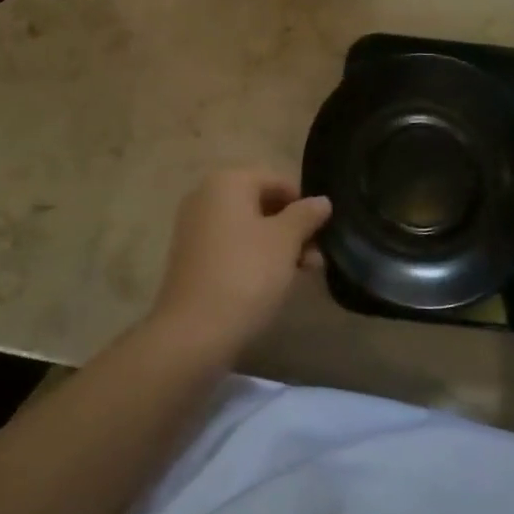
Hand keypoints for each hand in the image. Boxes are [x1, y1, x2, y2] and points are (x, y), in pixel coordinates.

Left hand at [148, 169, 330, 362]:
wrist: (193, 332)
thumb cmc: (246, 274)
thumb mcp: (285, 241)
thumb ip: (306, 215)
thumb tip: (322, 201)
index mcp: (227, 181)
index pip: (277, 181)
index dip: (304, 205)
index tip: (323, 233)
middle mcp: (205, 195)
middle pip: (261, 203)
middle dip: (292, 228)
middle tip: (316, 258)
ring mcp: (194, 227)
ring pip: (247, 227)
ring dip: (277, 246)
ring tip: (303, 274)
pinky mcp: (190, 257)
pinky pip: (230, 246)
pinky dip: (253, 257)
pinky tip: (273, 283)